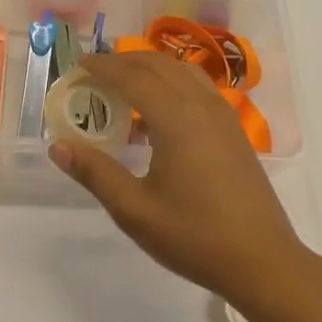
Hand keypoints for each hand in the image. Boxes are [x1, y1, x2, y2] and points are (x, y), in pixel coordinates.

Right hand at [49, 51, 306, 307]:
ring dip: (150, 66)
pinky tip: (159, 109)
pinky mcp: (234, 130)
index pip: (132, 76)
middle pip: (158, 64)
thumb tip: (58, 146)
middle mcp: (201, 105)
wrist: (263, 261)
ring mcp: (223, 115)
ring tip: (124, 80)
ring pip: (182, 70)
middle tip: (94, 70)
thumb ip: (95, 173)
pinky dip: (172, 81)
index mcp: (176, 118)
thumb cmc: (195, 236)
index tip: (78, 64)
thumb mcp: (135, 210)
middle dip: (124, 60)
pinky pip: (198, 86)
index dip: (103, 66)